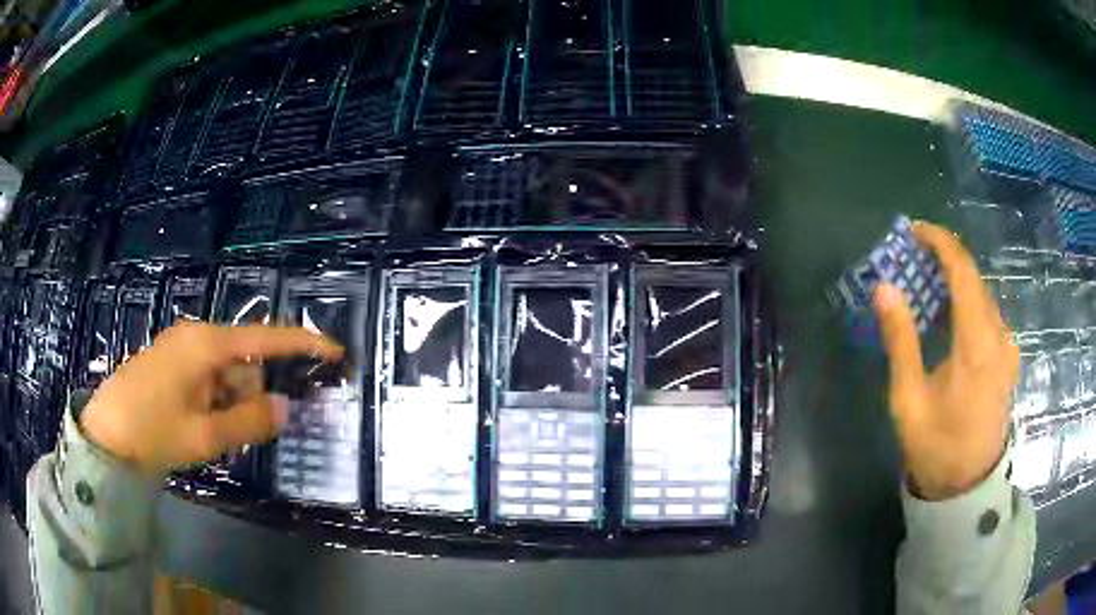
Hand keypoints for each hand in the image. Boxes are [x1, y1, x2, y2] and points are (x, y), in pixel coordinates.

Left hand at [80, 322, 342, 473]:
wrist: (106, 435)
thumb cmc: (154, 432)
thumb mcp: (206, 435)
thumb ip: (250, 421)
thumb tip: (285, 407)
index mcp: (206, 346)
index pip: (265, 339)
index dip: (302, 344)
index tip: (333, 351)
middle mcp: (195, 337)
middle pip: (244, 359)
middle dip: (253, 392)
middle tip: (247, 430)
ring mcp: (180, 348)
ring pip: (225, 371)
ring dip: (231, 401)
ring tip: (215, 434)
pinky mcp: (170, 362)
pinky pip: (207, 376)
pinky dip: (215, 399)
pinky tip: (202, 424)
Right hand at [872, 221, 1018, 500]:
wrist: (966, 487)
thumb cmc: (935, 445)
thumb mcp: (909, 398)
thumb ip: (900, 340)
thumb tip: (884, 287)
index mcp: (977, 344)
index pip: (963, 271)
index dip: (939, 242)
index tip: (914, 230)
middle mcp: (999, 336)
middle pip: (975, 279)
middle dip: (945, 259)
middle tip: (914, 257)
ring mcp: (1008, 347)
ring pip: (983, 295)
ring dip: (957, 280)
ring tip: (929, 283)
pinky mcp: (1009, 358)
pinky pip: (989, 314)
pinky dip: (969, 301)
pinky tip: (952, 315)